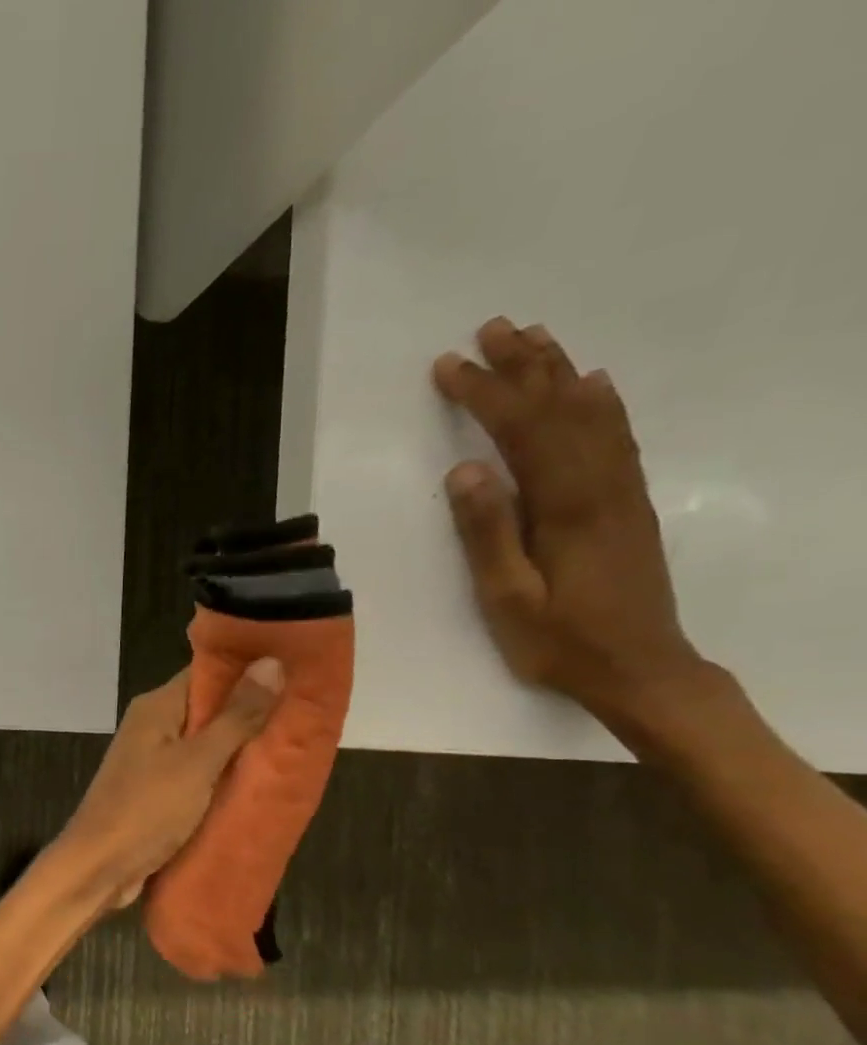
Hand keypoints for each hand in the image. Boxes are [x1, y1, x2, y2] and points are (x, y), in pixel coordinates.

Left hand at [57, 661, 282, 909]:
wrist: (99, 866)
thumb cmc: (146, 808)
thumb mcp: (198, 761)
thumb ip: (235, 716)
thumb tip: (271, 662)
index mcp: (156, 707)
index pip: (208, 671)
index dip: (251, 667)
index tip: (301, 668)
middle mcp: (153, 726)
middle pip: (210, 708)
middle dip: (255, 711)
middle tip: (310, 713)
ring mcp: (154, 760)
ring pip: (208, 744)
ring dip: (244, 747)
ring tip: (300, 745)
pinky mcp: (160, 792)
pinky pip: (201, 774)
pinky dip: (227, 776)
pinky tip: (264, 781)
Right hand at [433, 318, 707, 729]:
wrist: (642, 669)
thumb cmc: (560, 641)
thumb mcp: (507, 598)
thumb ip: (487, 534)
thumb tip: (464, 470)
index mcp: (566, 507)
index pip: (522, 431)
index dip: (485, 394)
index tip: (449, 366)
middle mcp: (601, 485)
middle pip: (561, 409)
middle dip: (524, 366)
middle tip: (491, 329)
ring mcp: (621, 491)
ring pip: (592, 415)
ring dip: (560, 373)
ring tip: (533, 339)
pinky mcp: (627, 504)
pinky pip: (616, 438)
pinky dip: (600, 404)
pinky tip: (591, 385)